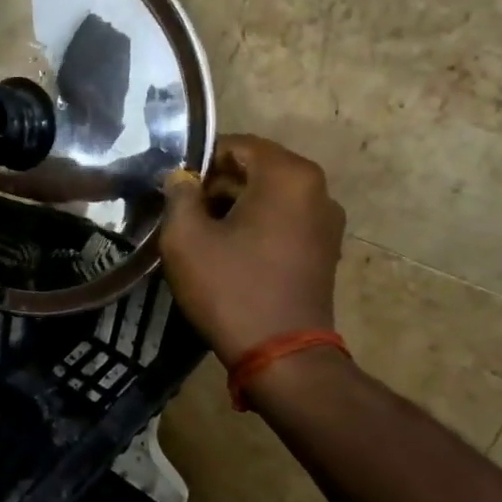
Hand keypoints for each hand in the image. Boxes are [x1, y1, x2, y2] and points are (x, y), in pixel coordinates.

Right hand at [159, 134, 345, 365]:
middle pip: (256, 168)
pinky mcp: (326, 248)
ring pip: (270, 194)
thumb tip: (181, 177)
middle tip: (183, 210)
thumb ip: (179, 194)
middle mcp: (316, 188)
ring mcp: (327, 220)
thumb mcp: (186, 238)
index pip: (236, 145)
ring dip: (235, 204)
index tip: (174, 187)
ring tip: (202, 232)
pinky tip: (230, 250)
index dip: (200, 161)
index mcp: (288, 175)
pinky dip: (257, 223)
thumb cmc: (231, 289)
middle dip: (217, 183)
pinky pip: (284, 218)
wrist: (282, 356)